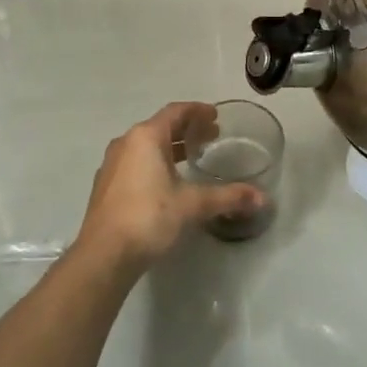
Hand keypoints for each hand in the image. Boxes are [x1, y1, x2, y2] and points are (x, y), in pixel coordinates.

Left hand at [76, 103, 263, 269]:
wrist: (104, 255)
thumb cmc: (149, 217)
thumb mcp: (193, 205)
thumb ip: (228, 197)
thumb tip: (262, 198)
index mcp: (145, 137)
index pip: (175, 112)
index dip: (197, 111)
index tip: (215, 116)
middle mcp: (126, 144)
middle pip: (160, 127)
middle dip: (187, 129)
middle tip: (211, 136)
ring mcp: (112, 165)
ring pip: (146, 146)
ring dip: (170, 147)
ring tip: (193, 157)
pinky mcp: (106, 187)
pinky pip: (135, 163)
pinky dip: (155, 163)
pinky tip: (168, 182)